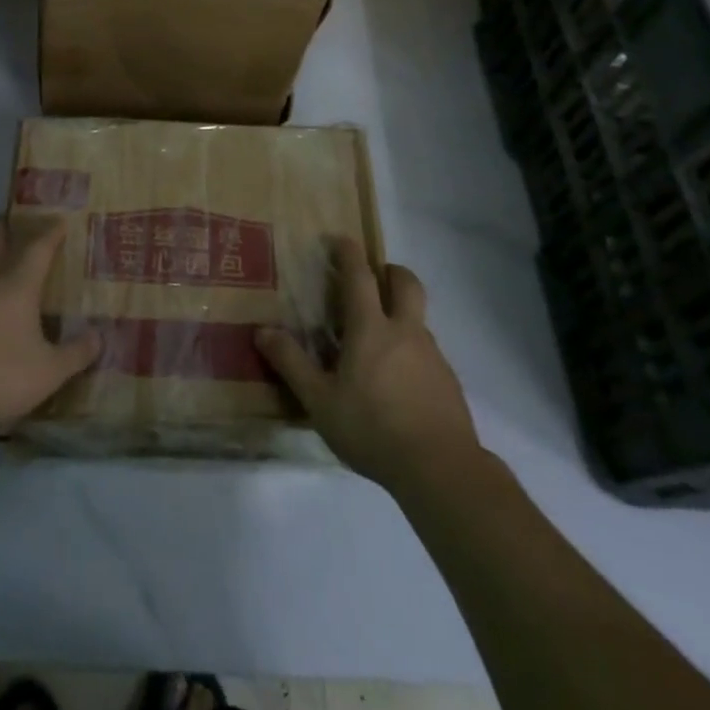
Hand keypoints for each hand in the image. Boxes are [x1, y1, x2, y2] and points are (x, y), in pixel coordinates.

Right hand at [255, 240, 485, 498]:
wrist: (441, 469)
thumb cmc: (373, 428)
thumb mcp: (319, 401)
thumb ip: (291, 364)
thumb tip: (262, 331)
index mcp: (371, 329)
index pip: (360, 276)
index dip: (349, 253)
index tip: (340, 240)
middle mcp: (405, 331)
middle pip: (406, 283)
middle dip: (390, 271)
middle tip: (373, 277)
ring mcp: (432, 354)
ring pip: (418, 317)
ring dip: (400, 311)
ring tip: (377, 338)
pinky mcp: (447, 380)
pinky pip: (426, 349)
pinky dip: (410, 347)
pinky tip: (396, 380)